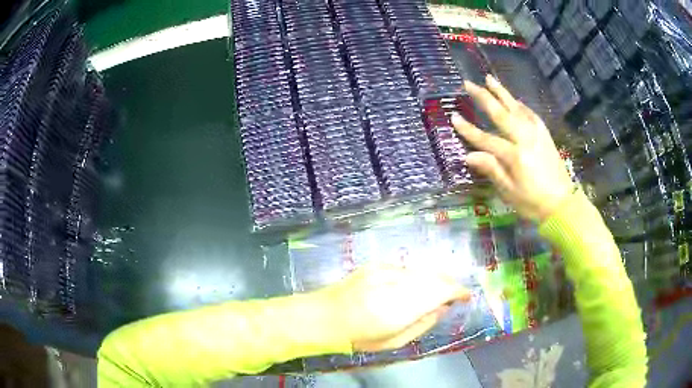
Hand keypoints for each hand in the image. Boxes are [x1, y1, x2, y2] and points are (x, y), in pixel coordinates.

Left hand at [316, 264, 469, 351]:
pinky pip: (406, 268)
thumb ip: (422, 323)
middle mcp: (394, 284)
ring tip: (437, 291)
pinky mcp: (376, 265)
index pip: (439, 292)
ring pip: (421, 270)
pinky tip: (413, 286)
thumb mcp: (393, 341)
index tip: (466, 296)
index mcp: (398, 308)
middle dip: (448, 285)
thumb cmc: (359, 336)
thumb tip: (443, 308)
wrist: (324, 315)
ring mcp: (384, 271)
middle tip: (454, 295)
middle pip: (433, 277)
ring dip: (434, 279)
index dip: (457, 292)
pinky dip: (417, 276)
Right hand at [452, 75, 573, 221]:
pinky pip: (531, 114)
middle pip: (501, 114)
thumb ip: (491, 170)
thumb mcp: (510, 192)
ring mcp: (537, 134)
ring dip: (502, 93)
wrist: (563, 205)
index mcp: (514, 155)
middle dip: (483, 97)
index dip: (468, 129)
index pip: (486, 139)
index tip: (454, 116)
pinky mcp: (545, 135)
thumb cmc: (533, 203)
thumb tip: (469, 156)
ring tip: (489, 79)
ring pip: (516, 108)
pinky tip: (515, 100)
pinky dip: (521, 105)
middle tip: (468, 83)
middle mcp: (525, 139)